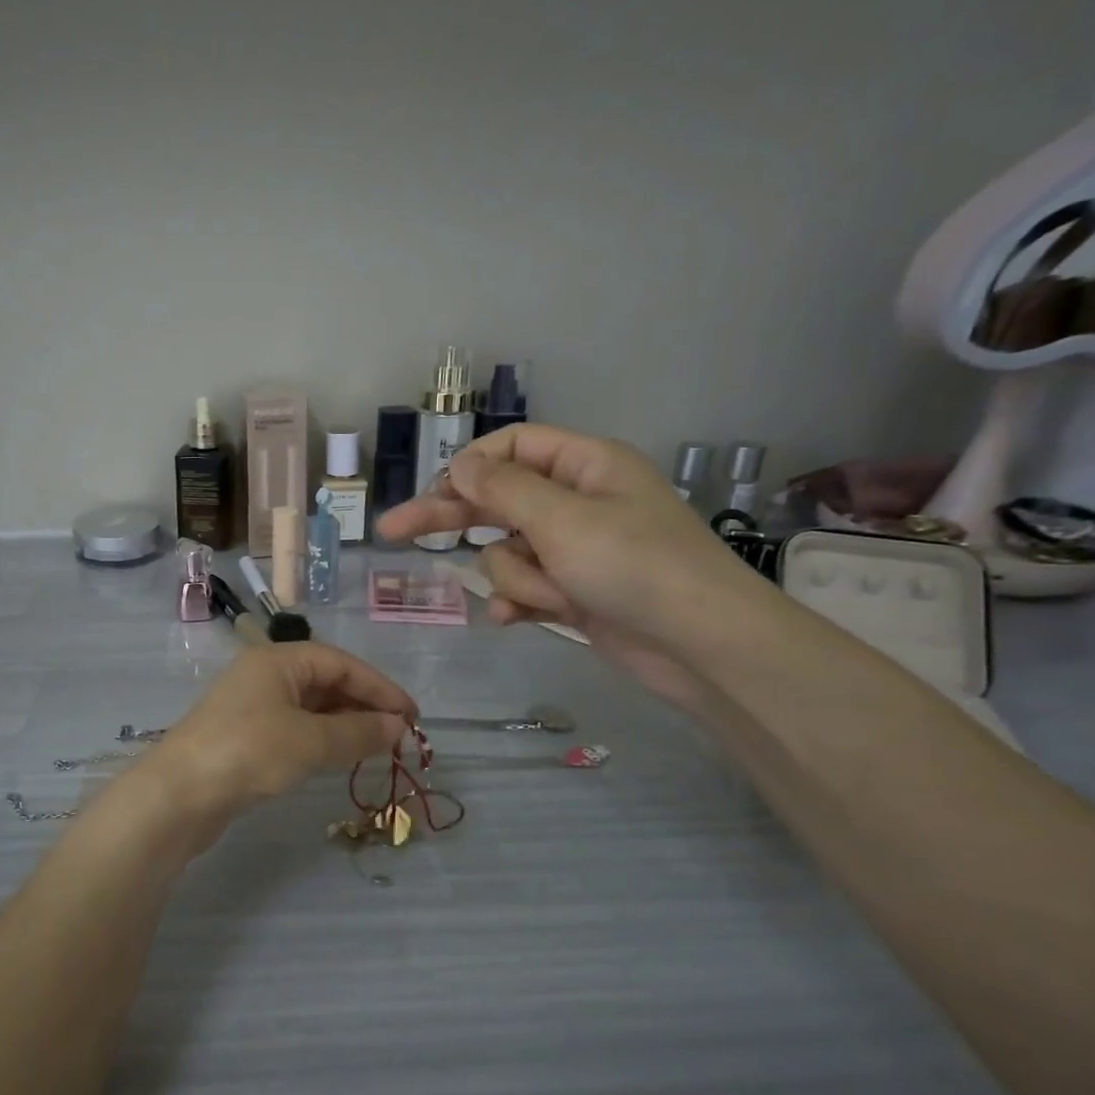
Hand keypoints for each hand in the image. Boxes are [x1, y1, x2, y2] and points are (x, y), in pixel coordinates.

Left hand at [138, 643, 415, 845]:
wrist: (178, 795)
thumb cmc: (248, 752)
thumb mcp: (309, 741)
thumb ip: (357, 733)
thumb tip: (399, 727)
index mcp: (277, 660)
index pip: (340, 662)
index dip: (379, 687)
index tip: (412, 715)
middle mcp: (263, 675)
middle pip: (324, 681)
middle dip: (363, 705)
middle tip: (398, 735)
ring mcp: (251, 707)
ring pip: (310, 707)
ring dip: (344, 724)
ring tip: (376, 747)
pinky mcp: (244, 737)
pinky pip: (294, 728)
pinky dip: (321, 739)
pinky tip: (337, 757)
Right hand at [377, 425, 767, 709]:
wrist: (703, 647)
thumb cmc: (636, 567)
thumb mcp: (562, 519)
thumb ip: (502, 488)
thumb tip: (459, 463)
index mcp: (583, 465)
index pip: (511, 447)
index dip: (470, 466)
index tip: (434, 493)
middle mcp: (575, 501)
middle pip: (495, 499)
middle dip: (450, 519)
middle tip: (391, 531)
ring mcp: (573, 550)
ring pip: (506, 552)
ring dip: (516, 576)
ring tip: (550, 595)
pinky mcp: (572, 591)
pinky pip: (522, 586)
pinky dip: (519, 601)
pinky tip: (517, 619)